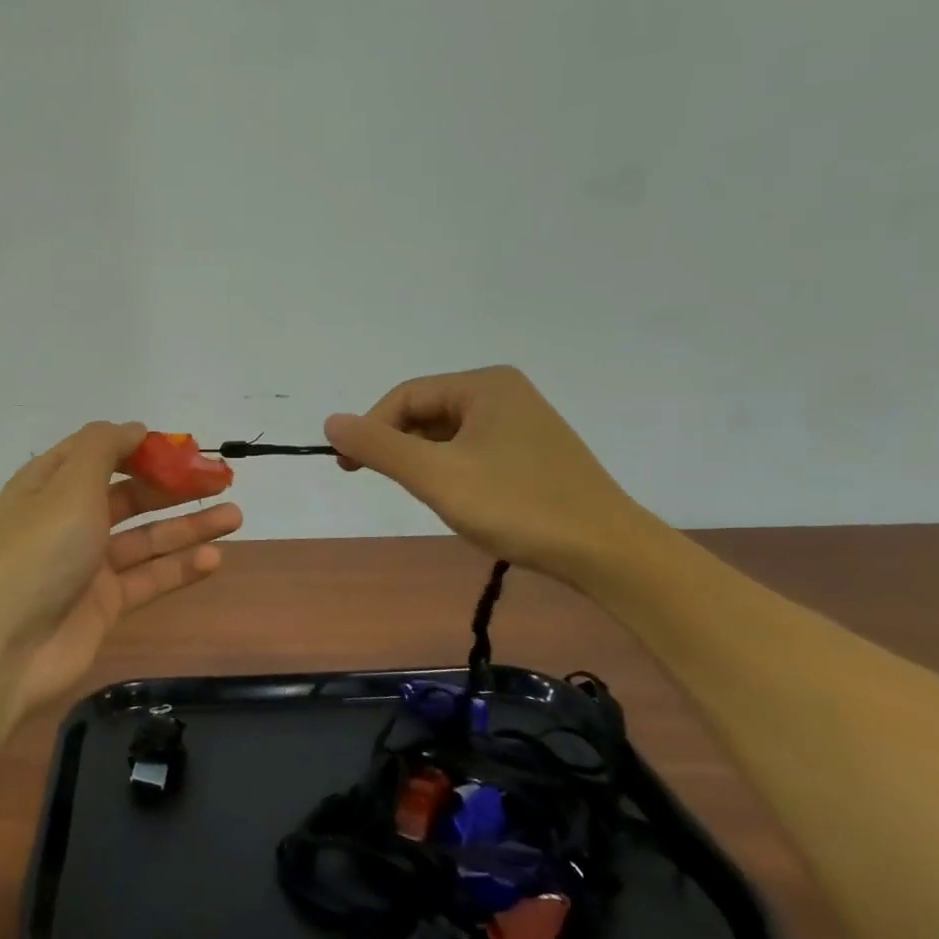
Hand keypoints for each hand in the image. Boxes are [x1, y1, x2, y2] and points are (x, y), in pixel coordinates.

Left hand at [0, 422, 242, 717]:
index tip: (183, 447)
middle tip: (223, 478)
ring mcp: (88, 563)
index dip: (140, 446)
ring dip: (188, 525)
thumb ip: (103, 448)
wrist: (7, 649)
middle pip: (130, 494)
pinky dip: (180, 567)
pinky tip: (214, 559)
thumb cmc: (39, 553)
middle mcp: (69, 519)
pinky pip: (149, 578)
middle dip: (175, 485)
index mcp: (50, 484)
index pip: (99, 453)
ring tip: (235, 515)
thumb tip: (134, 428)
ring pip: (146, 536)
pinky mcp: (105, 603)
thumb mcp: (68, 485)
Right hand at [325, 367, 657, 587]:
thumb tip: (330, 421)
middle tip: (392, 487)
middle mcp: (503, 393)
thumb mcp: (436, 476)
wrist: (608, 553)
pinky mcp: (531, 453)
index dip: (371, 430)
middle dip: (400, 448)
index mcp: (483, 385)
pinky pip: (471, 450)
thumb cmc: (518, 506)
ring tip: (432, 497)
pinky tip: (461, 501)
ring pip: (447, 435)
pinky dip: (452, 471)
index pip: (404, 397)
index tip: (350, 470)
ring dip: (425, 462)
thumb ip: (379, 447)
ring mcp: (521, 423)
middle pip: (425, 412)